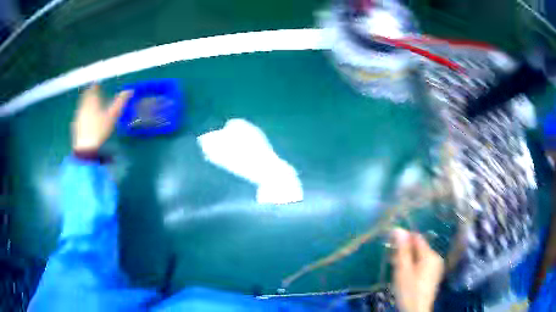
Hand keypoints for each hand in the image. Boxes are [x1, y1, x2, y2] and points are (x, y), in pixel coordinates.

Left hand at [72, 85, 131, 150]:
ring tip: (91, 105)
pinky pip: (80, 114)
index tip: (97, 84)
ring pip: (82, 105)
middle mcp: (83, 106)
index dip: (95, 85)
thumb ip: (120, 102)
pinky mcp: (76, 125)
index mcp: (92, 101)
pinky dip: (84, 113)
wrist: (86, 147)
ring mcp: (78, 115)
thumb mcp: (113, 115)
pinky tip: (87, 119)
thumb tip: (130, 90)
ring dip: (86, 103)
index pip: (92, 88)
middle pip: (86, 96)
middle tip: (94, 93)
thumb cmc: (100, 129)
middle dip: (90, 93)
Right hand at [392, 229, 443, 311]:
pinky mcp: (434, 275)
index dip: (404, 238)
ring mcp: (436, 267)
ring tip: (397, 268)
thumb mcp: (403, 270)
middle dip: (405, 251)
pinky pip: (423, 264)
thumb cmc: (408, 290)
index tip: (391, 244)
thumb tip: (398, 229)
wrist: (416, 311)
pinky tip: (406, 275)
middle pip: (419, 247)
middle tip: (392, 260)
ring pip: (420, 256)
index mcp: (430, 254)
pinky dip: (414, 265)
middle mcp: (436, 257)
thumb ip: (402, 250)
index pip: (417, 238)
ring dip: (408, 259)